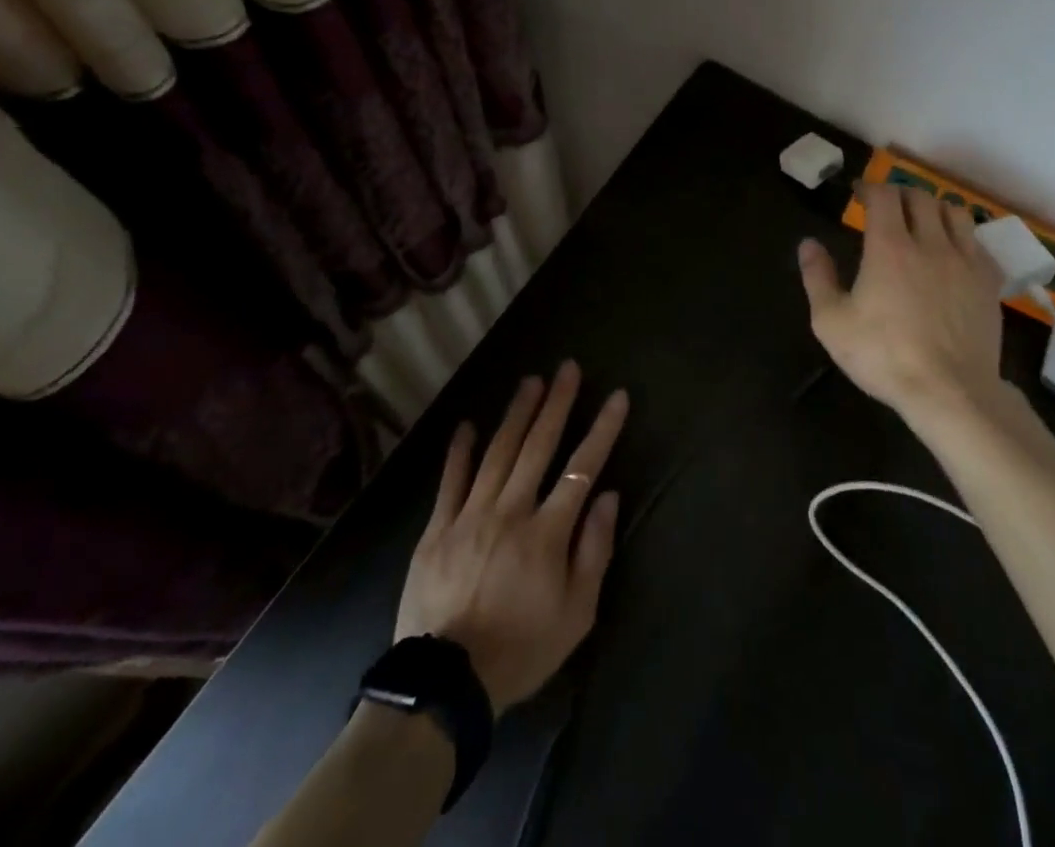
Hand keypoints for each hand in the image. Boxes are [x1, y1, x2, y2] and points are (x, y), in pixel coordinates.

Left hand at [394, 362, 629, 714]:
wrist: (444, 686)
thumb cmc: (521, 650)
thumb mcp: (576, 615)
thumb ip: (594, 551)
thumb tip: (608, 496)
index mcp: (547, 532)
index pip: (582, 467)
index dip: (602, 429)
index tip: (617, 396)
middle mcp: (511, 511)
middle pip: (538, 446)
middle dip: (557, 403)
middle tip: (567, 368)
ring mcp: (470, 515)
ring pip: (498, 452)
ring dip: (517, 413)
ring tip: (530, 381)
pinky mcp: (437, 529)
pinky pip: (450, 480)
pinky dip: (460, 450)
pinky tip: (468, 424)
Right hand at [798, 184, 1005, 424]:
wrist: (949, 391)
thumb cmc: (883, 356)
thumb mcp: (832, 322)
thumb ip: (818, 277)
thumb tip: (808, 244)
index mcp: (889, 246)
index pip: (883, 195)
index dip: (869, 187)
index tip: (859, 194)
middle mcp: (930, 242)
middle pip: (920, 197)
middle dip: (900, 195)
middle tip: (887, 207)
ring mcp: (965, 260)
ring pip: (954, 212)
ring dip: (934, 209)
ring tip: (923, 222)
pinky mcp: (989, 282)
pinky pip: (979, 243)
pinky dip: (963, 238)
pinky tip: (954, 254)